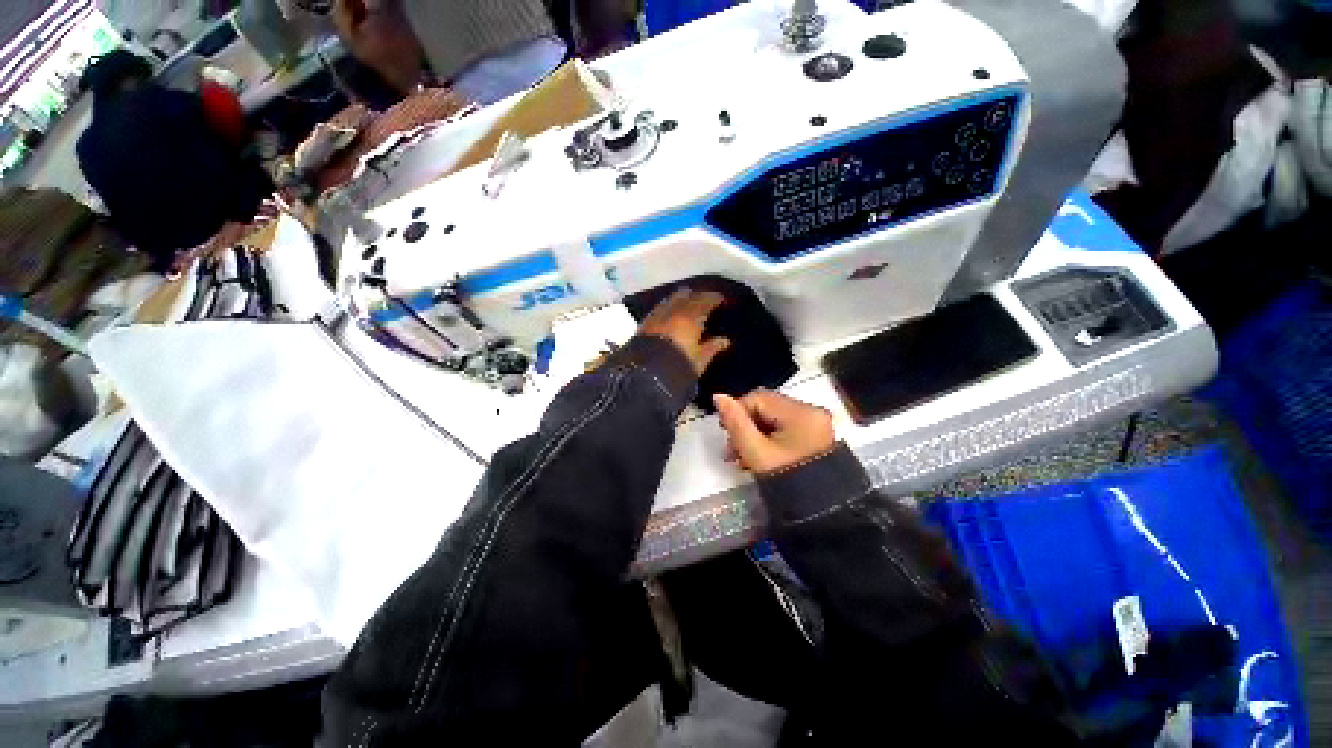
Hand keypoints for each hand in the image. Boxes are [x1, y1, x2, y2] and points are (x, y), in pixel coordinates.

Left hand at [638, 289, 731, 374]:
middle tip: (705, 300)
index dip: (714, 299)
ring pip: (671, 299)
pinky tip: (670, 313)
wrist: (648, 374)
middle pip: (687, 296)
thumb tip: (725, 340)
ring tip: (688, 303)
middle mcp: (673, 310)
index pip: (705, 301)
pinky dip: (668, 307)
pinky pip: (660, 308)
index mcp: (690, 316)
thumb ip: (713, 347)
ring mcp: (657, 315)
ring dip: (681, 299)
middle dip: (696, 296)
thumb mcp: (700, 359)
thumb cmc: (680, 366)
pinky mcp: (645, 323)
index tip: (721, 299)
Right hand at [713, 389, 836, 474]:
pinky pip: (786, 429)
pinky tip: (759, 457)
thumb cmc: (785, 480)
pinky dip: (770, 439)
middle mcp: (812, 411)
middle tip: (731, 449)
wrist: (821, 514)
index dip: (737, 410)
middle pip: (767, 407)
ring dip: (755, 433)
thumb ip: (735, 422)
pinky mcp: (816, 437)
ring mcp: (816, 424)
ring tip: (742, 457)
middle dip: (745, 425)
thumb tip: (718, 397)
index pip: (758, 397)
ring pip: (775, 418)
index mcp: (800, 412)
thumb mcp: (755, 451)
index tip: (724, 431)